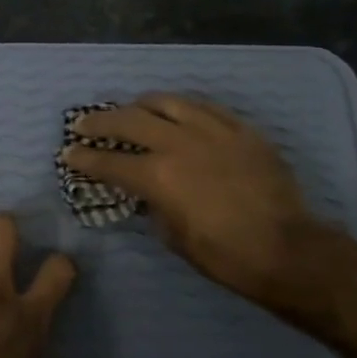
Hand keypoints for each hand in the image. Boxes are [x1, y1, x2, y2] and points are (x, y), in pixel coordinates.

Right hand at [63, 94, 323, 308]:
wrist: (288, 250)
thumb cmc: (225, 255)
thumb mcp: (174, 237)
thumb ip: (154, 206)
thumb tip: (147, 193)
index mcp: (158, 176)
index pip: (109, 161)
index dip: (83, 157)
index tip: (68, 153)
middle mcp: (179, 143)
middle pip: (129, 120)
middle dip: (99, 122)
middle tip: (84, 124)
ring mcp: (213, 131)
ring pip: (166, 102)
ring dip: (140, 105)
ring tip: (130, 110)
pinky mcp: (240, 129)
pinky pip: (204, 106)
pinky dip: (181, 107)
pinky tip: (176, 111)